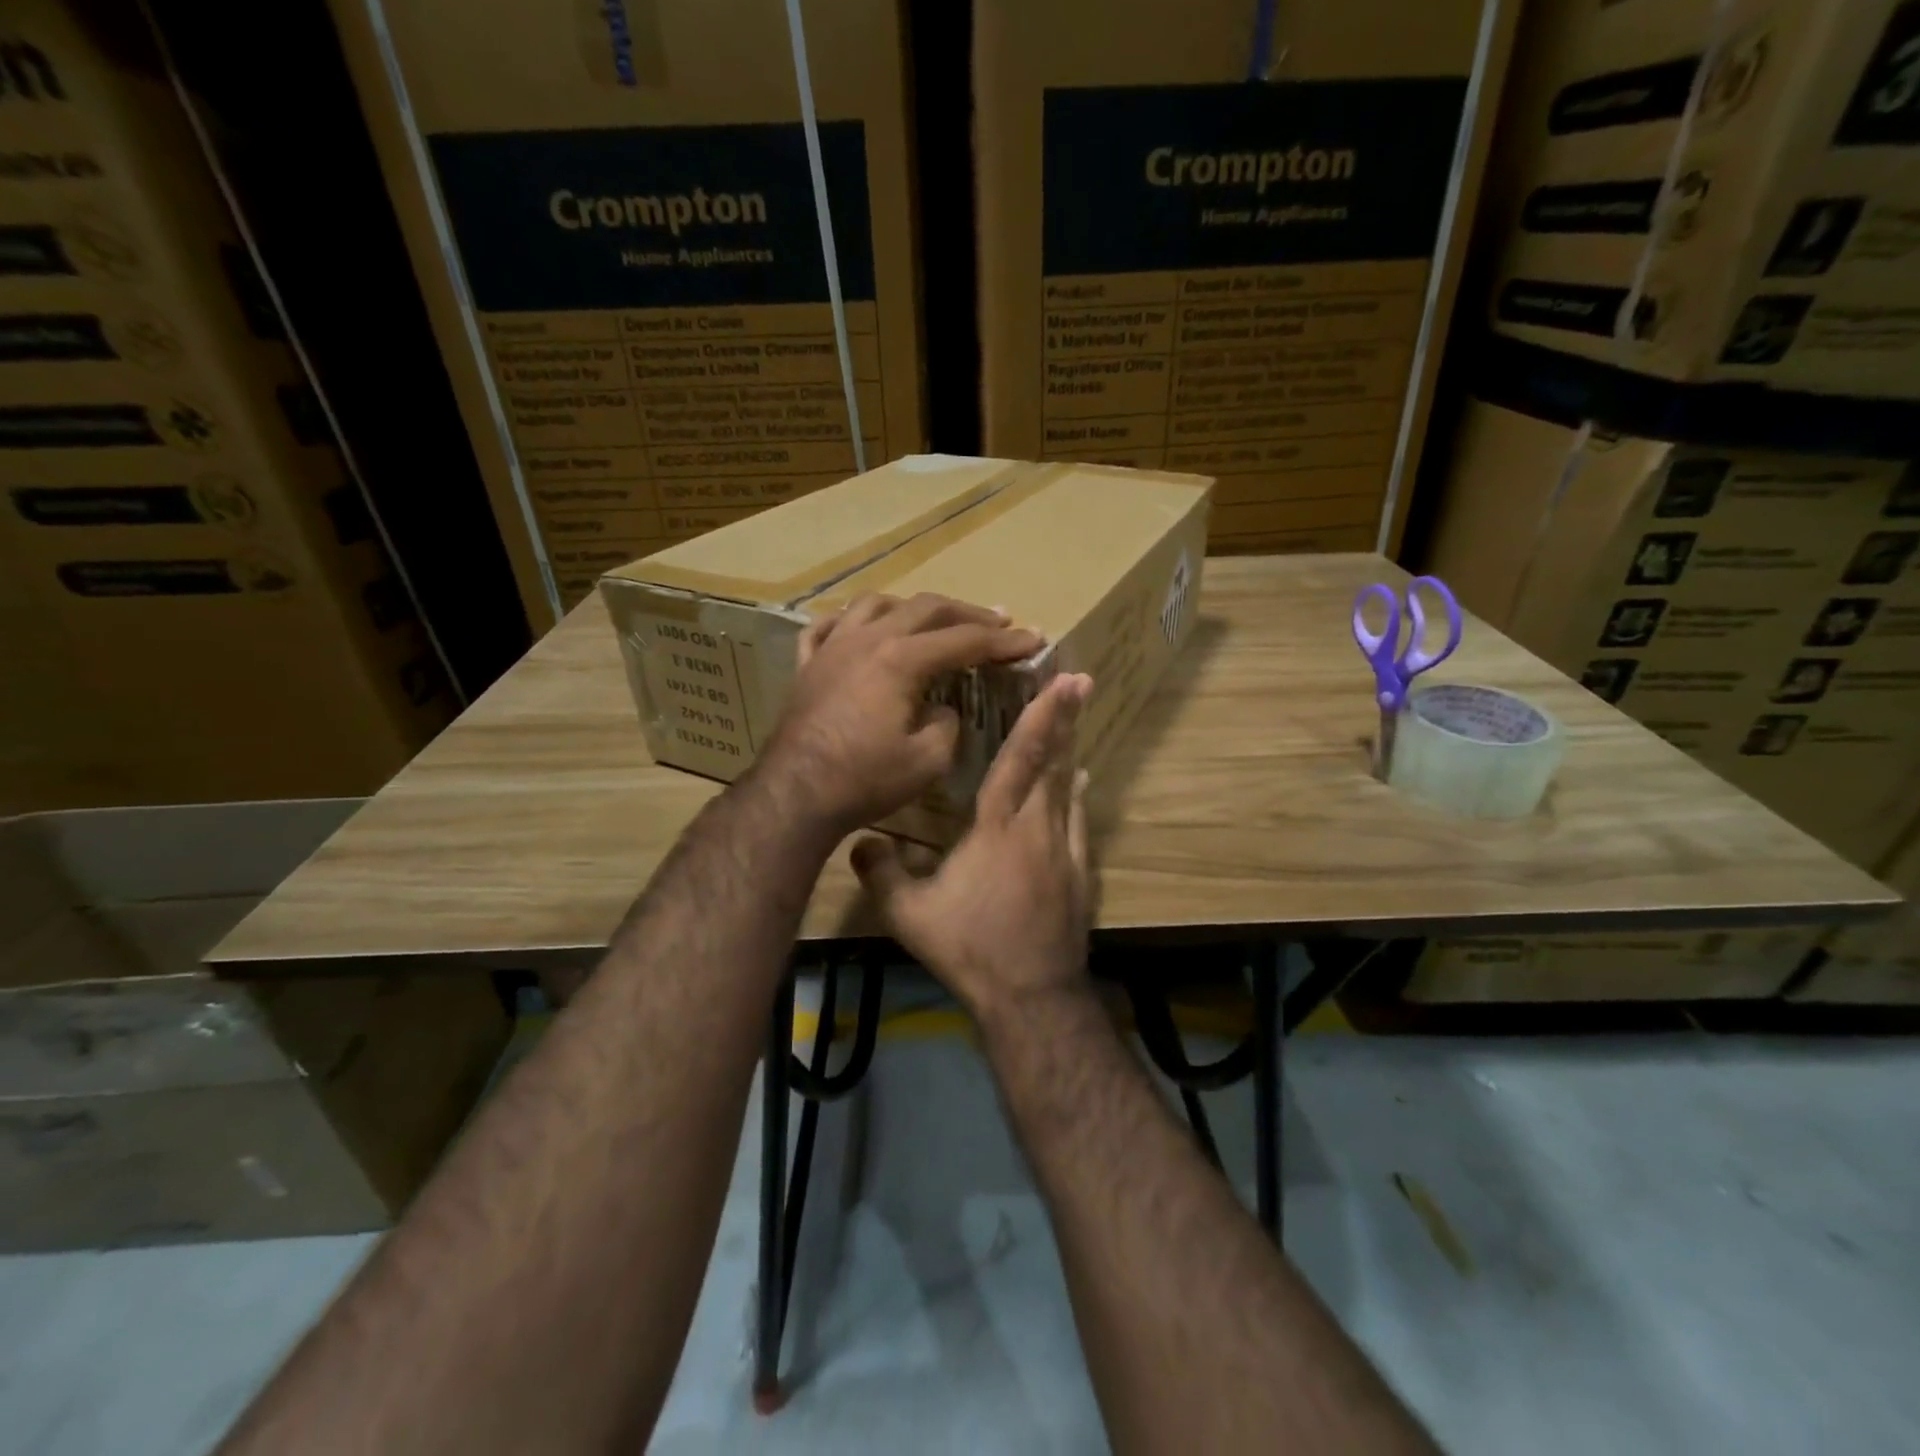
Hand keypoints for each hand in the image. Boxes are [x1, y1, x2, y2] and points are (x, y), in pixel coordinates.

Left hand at [759, 593, 1042, 836]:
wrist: (795, 794)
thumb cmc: (865, 779)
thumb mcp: (929, 760)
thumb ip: (947, 724)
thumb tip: (941, 708)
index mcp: (902, 658)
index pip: (965, 640)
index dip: (1004, 641)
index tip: (1033, 639)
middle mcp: (868, 639)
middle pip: (926, 608)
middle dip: (967, 613)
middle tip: (997, 621)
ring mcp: (832, 647)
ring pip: (875, 604)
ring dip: (912, 607)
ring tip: (932, 618)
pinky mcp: (807, 665)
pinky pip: (827, 626)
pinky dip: (851, 620)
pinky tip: (861, 627)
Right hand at [852, 673, 1094, 1024]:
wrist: (1031, 996)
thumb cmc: (970, 947)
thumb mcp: (910, 914)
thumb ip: (882, 874)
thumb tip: (859, 842)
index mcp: (997, 828)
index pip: (1019, 759)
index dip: (1039, 717)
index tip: (1061, 683)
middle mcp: (1037, 828)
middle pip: (1053, 763)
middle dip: (1065, 719)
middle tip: (1081, 682)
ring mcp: (1065, 851)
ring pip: (1068, 789)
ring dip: (1071, 751)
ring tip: (1075, 722)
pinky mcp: (1079, 875)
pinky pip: (1080, 822)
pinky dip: (1078, 796)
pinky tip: (1080, 785)